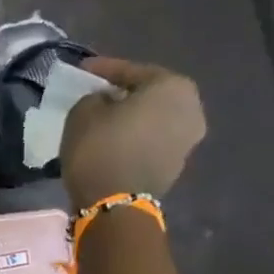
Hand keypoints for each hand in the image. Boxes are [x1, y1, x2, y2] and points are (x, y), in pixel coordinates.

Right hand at [59, 56, 205, 205]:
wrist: (115, 204)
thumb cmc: (100, 148)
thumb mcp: (83, 112)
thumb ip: (95, 97)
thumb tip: (105, 102)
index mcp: (172, 86)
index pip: (131, 71)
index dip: (103, 69)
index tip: (83, 70)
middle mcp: (191, 108)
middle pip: (149, 94)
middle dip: (124, 93)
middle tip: (98, 93)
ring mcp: (188, 139)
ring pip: (153, 118)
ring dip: (131, 117)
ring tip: (105, 119)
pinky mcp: (177, 164)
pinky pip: (153, 139)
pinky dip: (135, 136)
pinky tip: (114, 139)